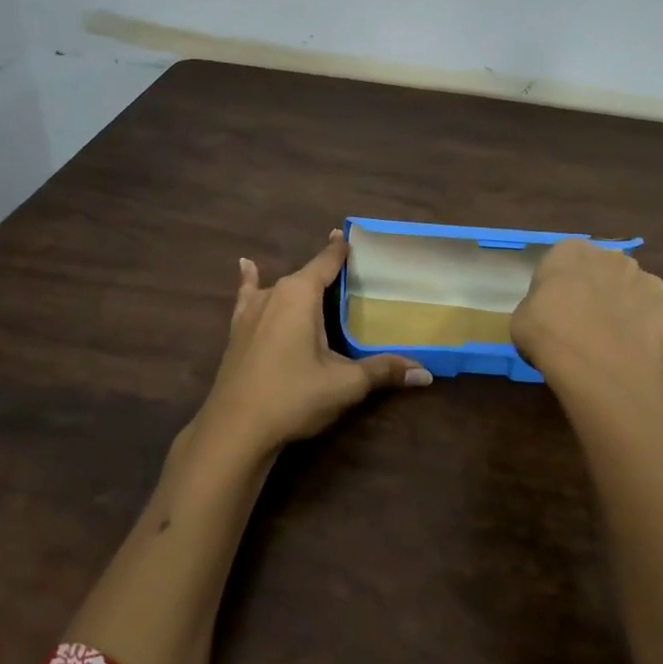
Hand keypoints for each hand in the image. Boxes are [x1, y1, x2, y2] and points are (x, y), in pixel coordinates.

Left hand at [194, 230, 431, 457]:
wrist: (235, 428)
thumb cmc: (293, 396)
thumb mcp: (344, 384)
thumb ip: (383, 371)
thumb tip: (426, 373)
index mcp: (300, 294)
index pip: (326, 262)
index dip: (341, 249)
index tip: (351, 234)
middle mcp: (274, 293)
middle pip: (307, 274)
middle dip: (327, 272)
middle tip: (353, 274)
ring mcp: (251, 310)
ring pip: (281, 287)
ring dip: (300, 284)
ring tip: (318, 282)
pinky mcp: (237, 330)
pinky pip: (248, 296)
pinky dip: (250, 280)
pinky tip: (246, 266)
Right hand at [511, 238, 662, 388]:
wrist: (595, 363)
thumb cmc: (547, 332)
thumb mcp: (521, 317)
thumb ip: (539, 306)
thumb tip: (550, 315)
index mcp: (572, 251)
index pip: (566, 262)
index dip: (562, 288)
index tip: (556, 311)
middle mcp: (615, 258)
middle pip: (608, 273)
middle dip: (602, 293)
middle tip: (587, 326)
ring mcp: (651, 283)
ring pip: (640, 294)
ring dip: (632, 311)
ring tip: (618, 344)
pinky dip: (659, 336)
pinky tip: (643, 355)